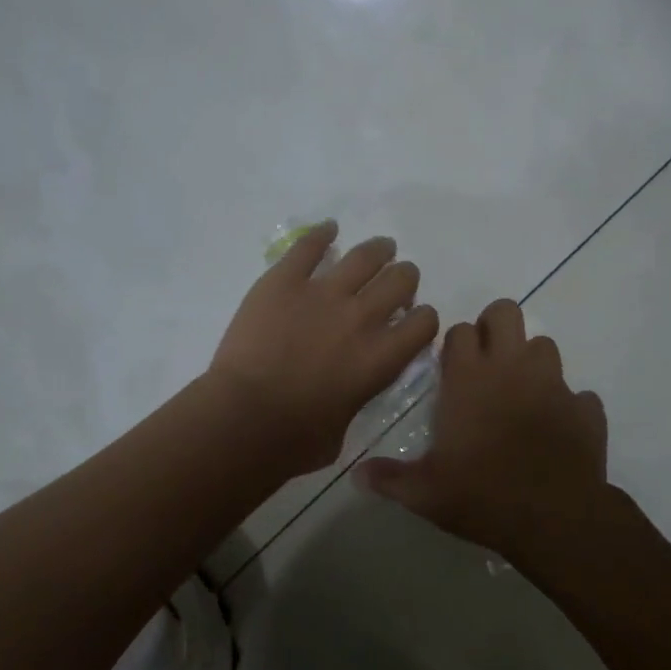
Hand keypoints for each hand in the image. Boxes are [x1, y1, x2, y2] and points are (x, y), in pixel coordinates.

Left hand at [208, 221, 440, 474]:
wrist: (244, 420)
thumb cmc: (296, 440)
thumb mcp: (346, 427)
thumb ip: (358, 397)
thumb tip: (352, 390)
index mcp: (383, 357)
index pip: (426, 322)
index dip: (422, 318)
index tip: (411, 320)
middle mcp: (362, 317)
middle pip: (401, 280)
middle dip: (404, 279)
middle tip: (395, 283)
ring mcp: (322, 293)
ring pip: (365, 256)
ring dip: (378, 250)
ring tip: (380, 248)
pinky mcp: (284, 281)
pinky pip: (309, 246)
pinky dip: (321, 234)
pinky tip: (328, 229)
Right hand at [355, 298, 608, 562]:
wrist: (555, 519)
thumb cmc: (482, 496)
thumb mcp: (425, 493)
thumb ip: (390, 478)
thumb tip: (357, 475)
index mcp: (469, 379)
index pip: (460, 331)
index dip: (455, 343)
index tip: (452, 367)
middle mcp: (512, 369)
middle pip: (506, 313)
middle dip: (495, 327)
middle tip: (487, 361)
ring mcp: (554, 385)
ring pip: (545, 345)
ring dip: (531, 361)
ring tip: (521, 393)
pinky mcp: (586, 409)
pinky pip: (578, 394)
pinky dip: (567, 405)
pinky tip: (556, 428)